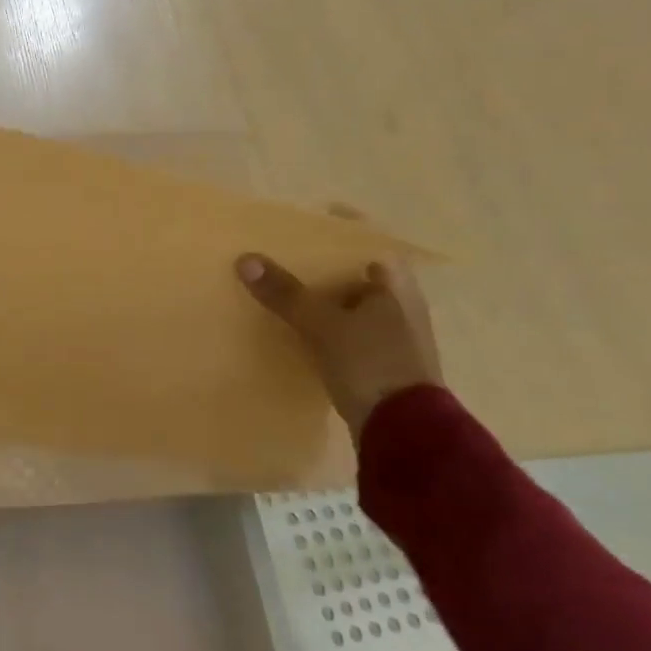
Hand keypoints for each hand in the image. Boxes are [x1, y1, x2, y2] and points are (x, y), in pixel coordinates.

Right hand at [235, 244, 440, 445]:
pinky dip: (324, 319)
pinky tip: (297, 324)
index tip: (306, 218)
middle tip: (283, 251)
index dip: (340, 225)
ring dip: (321, 292)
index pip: (368, 238)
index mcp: (396, 282)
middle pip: (356, 268)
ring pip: (350, 299)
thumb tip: (244, 259)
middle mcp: (400, 301)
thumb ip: (285, 292)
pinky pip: (347, 325)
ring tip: (282, 284)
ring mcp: (393, 331)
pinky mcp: (381, 359)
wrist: (406, 432)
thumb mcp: (323, 324)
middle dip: (322, 261)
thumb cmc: (372, 364)